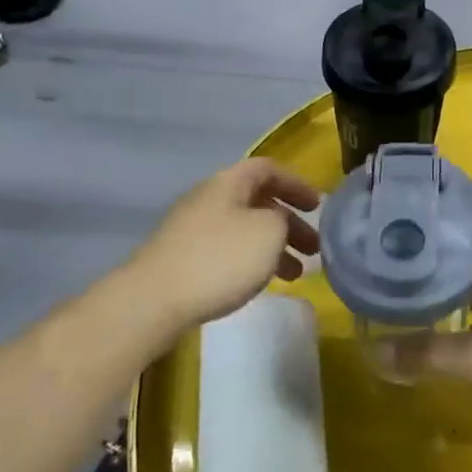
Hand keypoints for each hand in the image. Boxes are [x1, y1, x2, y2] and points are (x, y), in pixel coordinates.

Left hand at [122, 159, 320, 330]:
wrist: (152, 301)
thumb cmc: (220, 259)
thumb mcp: (269, 232)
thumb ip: (284, 219)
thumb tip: (280, 222)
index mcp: (229, 183)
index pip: (269, 169)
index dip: (296, 184)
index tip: (318, 206)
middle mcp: (209, 198)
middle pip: (258, 202)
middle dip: (289, 223)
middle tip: (314, 247)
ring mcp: (191, 229)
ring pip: (244, 230)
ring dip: (273, 247)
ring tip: (296, 274)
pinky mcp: (182, 259)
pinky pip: (227, 251)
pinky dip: (251, 262)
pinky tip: (260, 283)